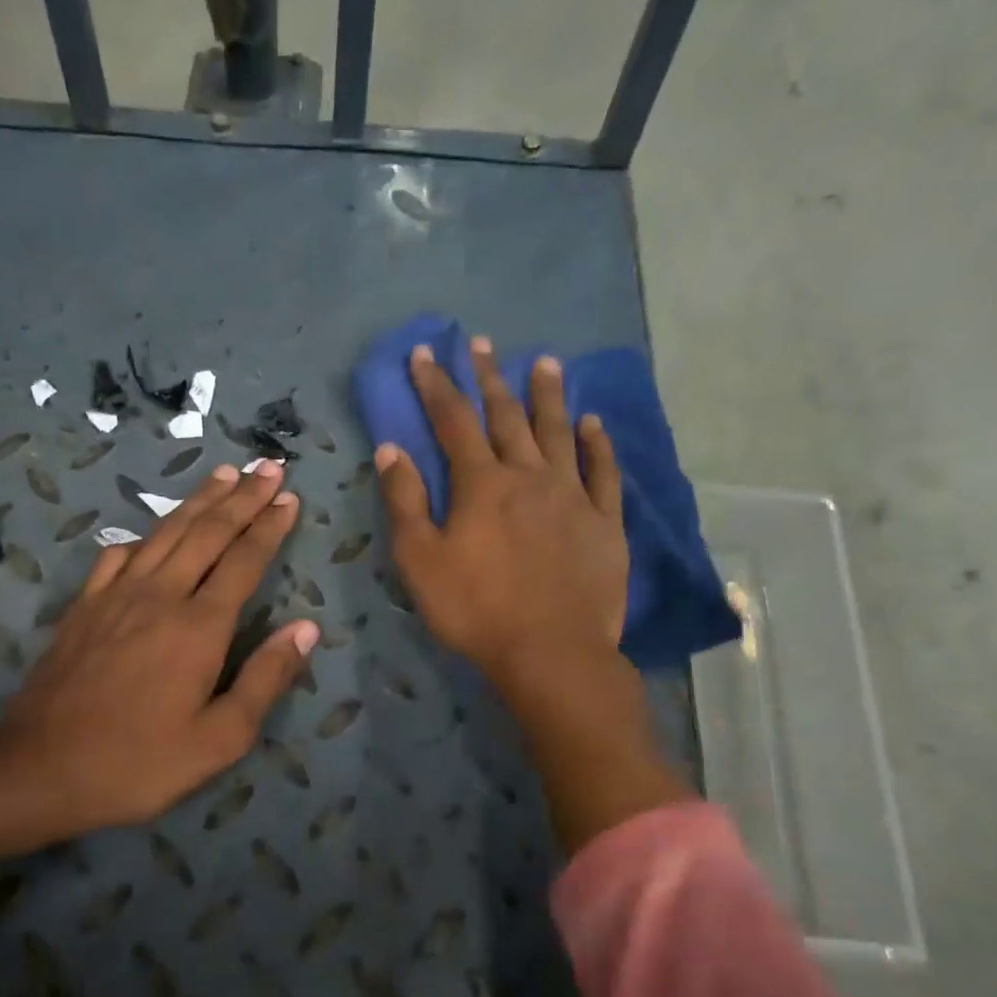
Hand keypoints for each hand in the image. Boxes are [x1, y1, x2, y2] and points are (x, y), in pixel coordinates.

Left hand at [0, 460, 317, 829]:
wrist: (41, 767)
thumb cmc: (139, 761)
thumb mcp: (219, 739)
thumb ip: (265, 679)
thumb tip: (305, 629)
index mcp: (199, 626)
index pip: (244, 561)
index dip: (269, 527)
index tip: (289, 497)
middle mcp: (161, 595)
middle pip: (208, 533)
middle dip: (242, 497)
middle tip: (268, 467)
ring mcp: (116, 596)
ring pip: (166, 533)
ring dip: (198, 501)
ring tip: (223, 474)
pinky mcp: (85, 606)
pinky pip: (119, 556)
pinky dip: (143, 535)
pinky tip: (149, 532)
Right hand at [375, 335, 627, 686]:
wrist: (550, 652)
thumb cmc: (475, 609)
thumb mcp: (420, 560)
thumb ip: (405, 501)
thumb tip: (391, 448)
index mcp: (481, 484)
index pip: (453, 421)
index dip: (437, 384)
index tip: (426, 352)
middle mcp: (528, 476)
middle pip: (507, 416)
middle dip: (490, 378)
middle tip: (483, 344)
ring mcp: (572, 496)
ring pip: (559, 433)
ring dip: (549, 395)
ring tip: (545, 362)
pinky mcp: (605, 522)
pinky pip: (603, 472)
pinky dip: (597, 444)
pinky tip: (593, 423)